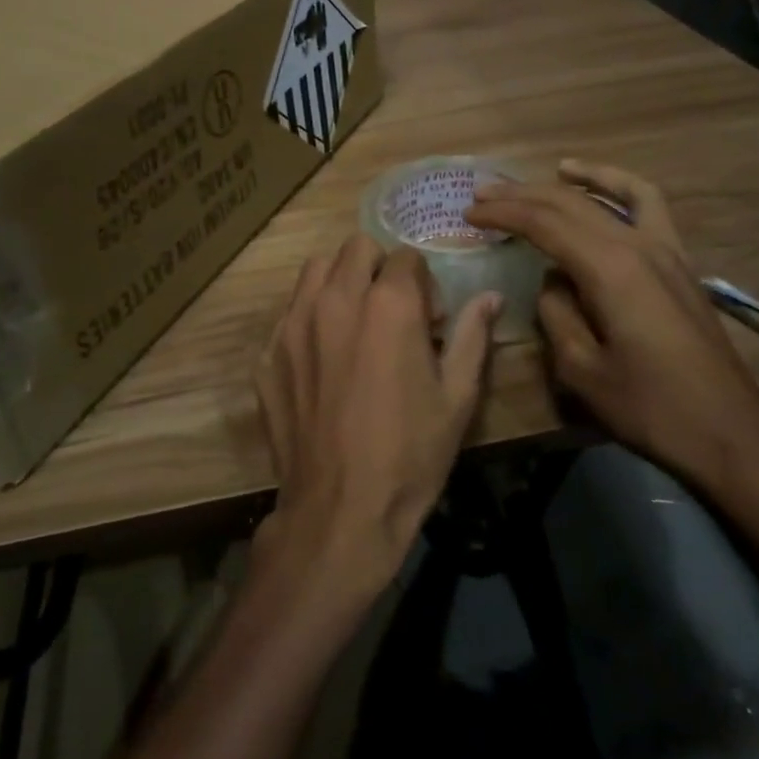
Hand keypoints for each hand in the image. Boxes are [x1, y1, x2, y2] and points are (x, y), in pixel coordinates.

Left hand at [255, 235, 499, 589]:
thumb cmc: (410, 455)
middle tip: (390, 312)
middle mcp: (336, 299)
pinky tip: (322, 359)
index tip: (427, 319)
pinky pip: (289, 311)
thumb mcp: (457, 397)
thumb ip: (473, 336)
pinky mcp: (268, 351)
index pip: (406, 257)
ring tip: (353, 322)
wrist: (340, 511)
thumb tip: (490, 297)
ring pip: (316, 269)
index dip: (423, 284)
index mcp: (389, 304)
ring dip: (340, 281)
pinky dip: (309, 317)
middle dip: (380, 269)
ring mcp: (294, 323)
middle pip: (357, 248)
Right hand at [467, 161, 758, 567]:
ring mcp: (665, 250)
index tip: (470, 213)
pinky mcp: (679, 263)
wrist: (730, 434)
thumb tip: (551, 283)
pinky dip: (621, 188)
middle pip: (570, 204)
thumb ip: (556, 315)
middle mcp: (637, 246)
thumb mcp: (582, 370)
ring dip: (570, 183)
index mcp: (609, 269)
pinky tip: (602, 188)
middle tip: (482, 194)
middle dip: (522, 195)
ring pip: (611, 196)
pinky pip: (649, 208)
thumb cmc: (651, 409)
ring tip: (542, 173)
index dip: (503, 214)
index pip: (543, 224)